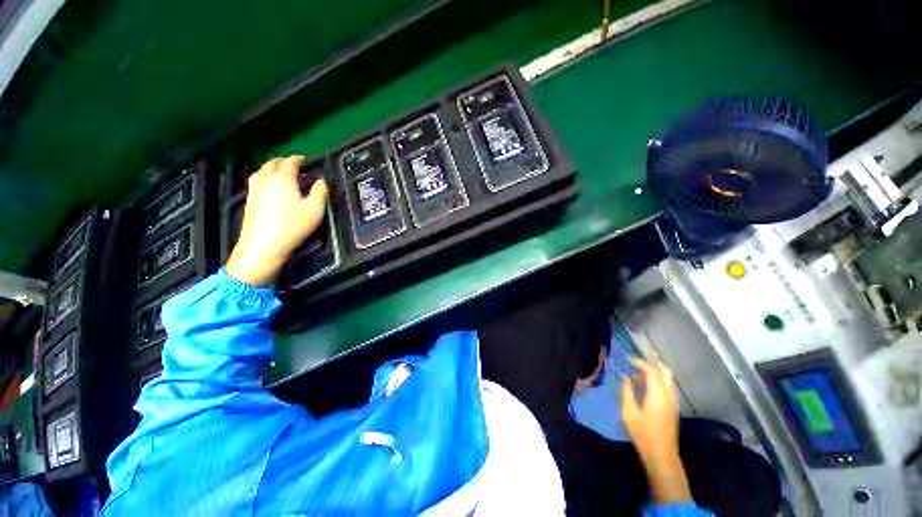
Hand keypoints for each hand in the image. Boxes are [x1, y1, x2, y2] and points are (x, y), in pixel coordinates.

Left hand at [226, 155, 328, 286]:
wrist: (264, 244)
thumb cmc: (293, 225)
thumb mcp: (315, 210)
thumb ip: (320, 192)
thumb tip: (321, 181)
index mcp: (283, 178)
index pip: (290, 162)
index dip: (298, 159)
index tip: (304, 159)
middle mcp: (266, 179)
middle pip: (272, 163)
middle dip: (283, 161)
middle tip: (293, 164)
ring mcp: (254, 189)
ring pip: (261, 170)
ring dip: (271, 167)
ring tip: (280, 172)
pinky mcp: (249, 199)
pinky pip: (256, 180)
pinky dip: (264, 176)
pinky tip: (269, 185)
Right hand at [620, 359, 691, 503]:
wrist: (661, 456)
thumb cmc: (643, 434)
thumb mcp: (628, 413)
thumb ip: (626, 392)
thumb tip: (625, 378)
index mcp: (657, 396)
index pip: (652, 370)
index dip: (639, 362)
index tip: (627, 360)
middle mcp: (668, 396)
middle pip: (665, 371)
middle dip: (650, 363)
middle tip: (635, 364)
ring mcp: (673, 402)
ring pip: (667, 378)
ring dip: (653, 372)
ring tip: (636, 376)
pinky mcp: (673, 407)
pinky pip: (667, 386)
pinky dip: (657, 381)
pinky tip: (644, 387)